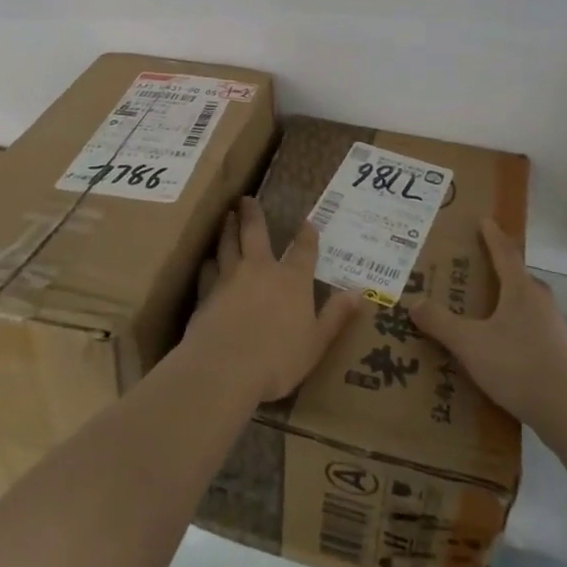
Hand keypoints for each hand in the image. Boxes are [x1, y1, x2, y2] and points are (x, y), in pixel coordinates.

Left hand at [189, 198, 361, 404]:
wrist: (225, 368)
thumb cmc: (278, 359)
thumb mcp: (316, 342)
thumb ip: (336, 316)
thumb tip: (360, 293)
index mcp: (292, 280)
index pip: (303, 250)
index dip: (306, 234)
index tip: (307, 221)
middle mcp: (261, 269)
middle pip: (255, 232)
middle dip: (253, 214)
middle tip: (247, 199)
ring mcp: (230, 278)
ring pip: (228, 244)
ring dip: (228, 228)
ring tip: (227, 217)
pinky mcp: (206, 292)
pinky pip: (208, 270)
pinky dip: (209, 263)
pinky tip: (208, 261)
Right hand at [410, 220, 566, 431]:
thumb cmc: (518, 365)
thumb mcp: (470, 344)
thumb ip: (441, 323)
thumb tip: (414, 302)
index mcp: (520, 288)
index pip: (504, 252)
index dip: (492, 235)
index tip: (484, 220)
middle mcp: (540, 299)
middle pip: (515, 276)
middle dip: (494, 269)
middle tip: (470, 268)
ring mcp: (554, 325)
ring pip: (523, 302)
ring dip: (503, 300)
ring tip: (480, 308)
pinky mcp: (559, 350)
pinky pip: (529, 326)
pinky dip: (512, 325)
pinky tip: (498, 344)